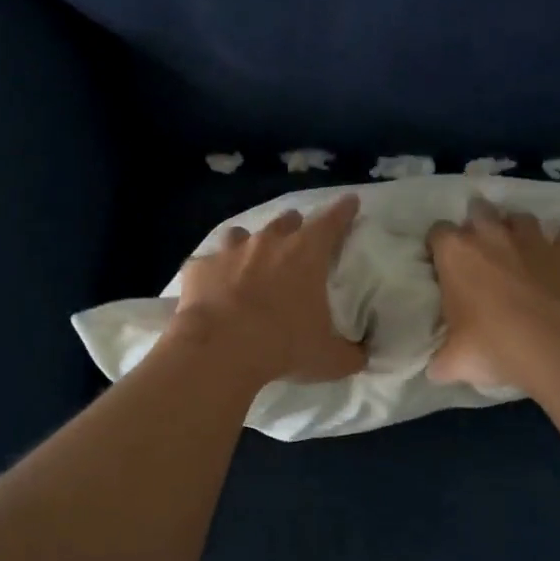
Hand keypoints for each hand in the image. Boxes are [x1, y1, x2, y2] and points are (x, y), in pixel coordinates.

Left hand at [172, 196, 366, 385]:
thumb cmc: (283, 346)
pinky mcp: (199, 268)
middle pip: (286, 221)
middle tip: (296, 242)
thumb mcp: (329, 359)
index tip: (349, 202)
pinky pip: (206, 264)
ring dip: (249, 245)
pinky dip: (212, 274)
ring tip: (249, 262)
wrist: (219, 349)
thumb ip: (350, 355)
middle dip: (293, 227)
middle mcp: (268, 242)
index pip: (332, 221)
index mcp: (306, 254)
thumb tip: (360, 356)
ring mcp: (229, 251)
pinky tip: (212, 291)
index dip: (343, 210)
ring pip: (241, 234)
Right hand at [427, 199, 559, 390]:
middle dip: (478, 225)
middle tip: (481, 254)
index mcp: (455, 254)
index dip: (439, 246)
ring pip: (522, 218)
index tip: (443, 265)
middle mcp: (492, 234)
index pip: (437, 232)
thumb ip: (440, 358)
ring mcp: (535, 238)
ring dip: (518, 231)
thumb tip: (437, 368)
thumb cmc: (496, 347)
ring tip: (521, 255)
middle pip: (479, 210)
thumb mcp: (454, 362)